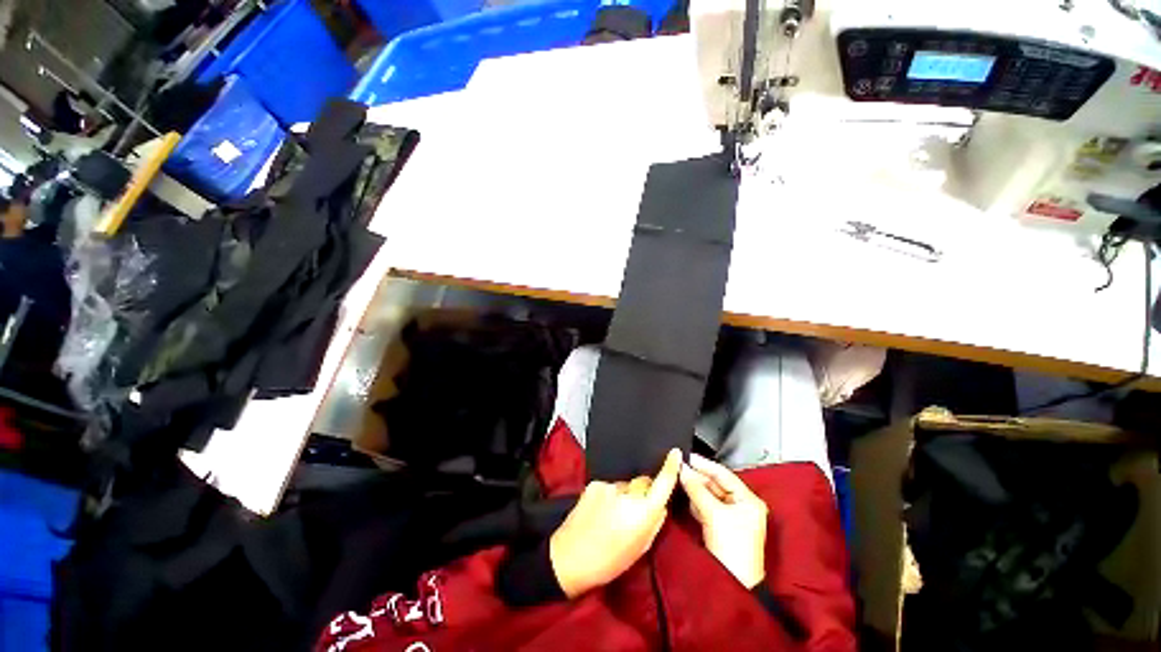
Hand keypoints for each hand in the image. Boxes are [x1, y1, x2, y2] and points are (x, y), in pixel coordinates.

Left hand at [550, 449, 681, 597]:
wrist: (570, 557)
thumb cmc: (608, 562)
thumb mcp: (640, 548)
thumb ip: (654, 522)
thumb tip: (660, 505)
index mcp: (643, 513)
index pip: (662, 483)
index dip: (670, 467)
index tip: (675, 453)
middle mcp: (627, 494)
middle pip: (643, 482)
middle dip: (643, 491)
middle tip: (633, 511)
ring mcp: (609, 486)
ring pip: (625, 485)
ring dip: (624, 495)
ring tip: (611, 516)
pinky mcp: (594, 484)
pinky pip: (609, 486)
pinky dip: (609, 495)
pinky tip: (600, 511)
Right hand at [679, 453, 768, 588]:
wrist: (733, 583)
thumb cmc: (732, 549)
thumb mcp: (713, 513)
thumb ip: (696, 489)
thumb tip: (683, 469)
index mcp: (749, 500)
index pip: (724, 474)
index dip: (704, 464)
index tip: (687, 456)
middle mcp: (743, 506)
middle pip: (716, 484)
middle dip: (698, 477)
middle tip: (680, 468)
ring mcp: (733, 517)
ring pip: (710, 495)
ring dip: (695, 488)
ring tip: (680, 479)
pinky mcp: (722, 526)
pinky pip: (708, 507)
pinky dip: (697, 501)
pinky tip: (686, 496)